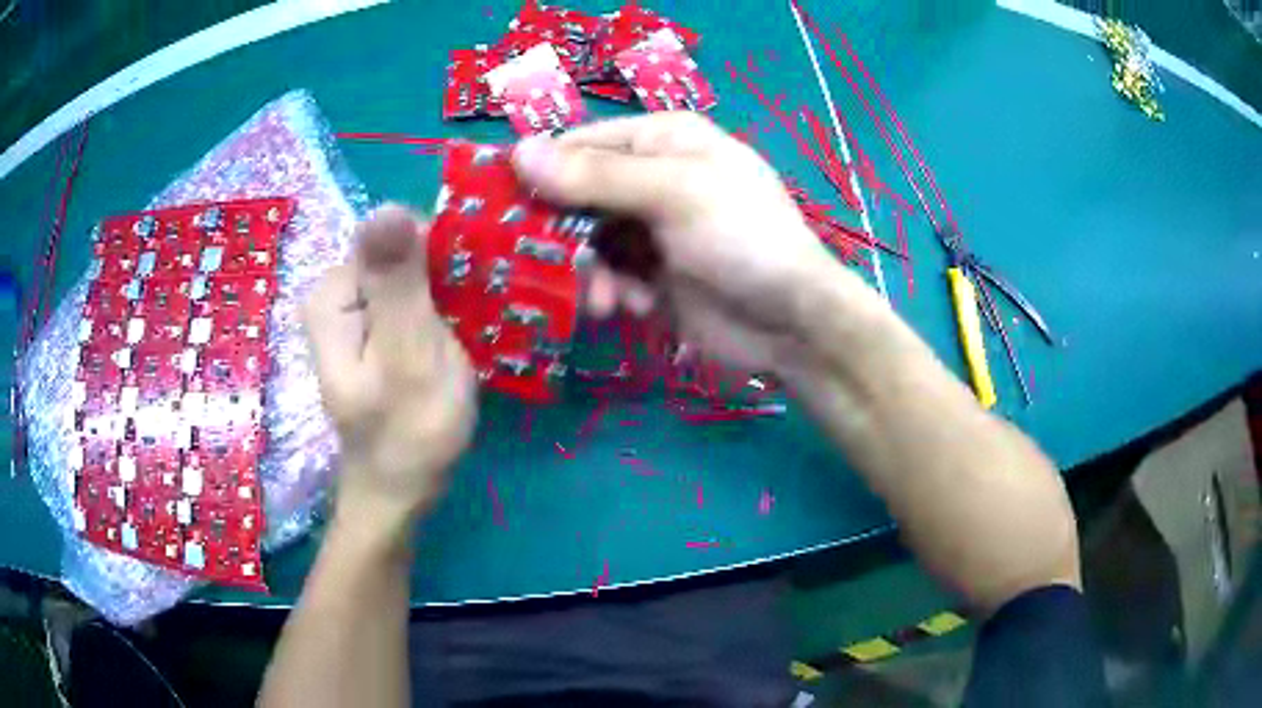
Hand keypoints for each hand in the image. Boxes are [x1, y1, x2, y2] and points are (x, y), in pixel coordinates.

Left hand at [302, 205, 476, 524]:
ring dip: (451, 294)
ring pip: (416, 274)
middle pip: (406, 253)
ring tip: (473, 330)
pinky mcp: (375, 327)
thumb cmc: (408, 432)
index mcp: (333, 293)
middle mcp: (338, 292)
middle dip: (447, 278)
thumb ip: (396, 284)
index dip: (442, 257)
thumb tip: (388, 205)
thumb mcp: (407, 357)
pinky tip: (460, 335)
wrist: (402, 490)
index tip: (470, 295)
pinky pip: (415, 297)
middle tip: (473, 321)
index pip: (398, 235)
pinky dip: (443, 308)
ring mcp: (356, 311)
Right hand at [512, 112, 877, 370]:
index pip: (581, 143)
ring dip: (591, 271)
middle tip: (550, 264)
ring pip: (588, 241)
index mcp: (662, 139)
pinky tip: (634, 308)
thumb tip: (517, 152)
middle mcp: (653, 176)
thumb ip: (595, 176)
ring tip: (609, 299)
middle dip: (566, 234)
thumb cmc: (742, 238)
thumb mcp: (673, 194)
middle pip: (578, 195)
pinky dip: (614, 292)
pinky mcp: (654, 273)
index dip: (540, 171)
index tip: (501, 207)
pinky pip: (609, 275)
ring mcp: (653, 227)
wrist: (791, 321)